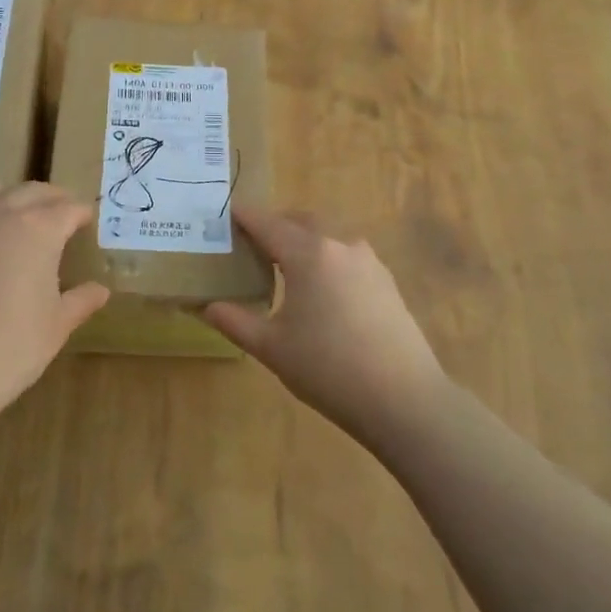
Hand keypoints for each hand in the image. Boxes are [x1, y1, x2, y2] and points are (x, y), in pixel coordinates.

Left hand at [0, 181, 108, 427]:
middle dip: (53, 199)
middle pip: (33, 191)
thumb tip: (100, 290)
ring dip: (15, 196)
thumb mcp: (56, 326)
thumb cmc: (9, 349)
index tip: (88, 221)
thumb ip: (80, 301)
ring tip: (23, 216)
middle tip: (64, 213)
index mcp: (39, 230)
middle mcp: (1, 214)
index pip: (68, 209)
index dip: (82, 213)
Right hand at [204, 206, 447, 447]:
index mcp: (308, 254)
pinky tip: (321, 289)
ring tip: (285, 266)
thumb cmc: (328, 369)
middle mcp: (339, 246)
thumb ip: (235, 321)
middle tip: (253, 242)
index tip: (228, 212)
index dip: (245, 217)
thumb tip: (207, 306)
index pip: (268, 224)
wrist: (403, 398)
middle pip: (301, 221)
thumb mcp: (272, 348)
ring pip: (328, 237)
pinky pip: (347, 256)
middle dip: (276, 224)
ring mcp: (368, 262)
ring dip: (304, 240)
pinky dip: (326, 258)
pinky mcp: (386, 281)